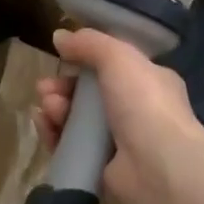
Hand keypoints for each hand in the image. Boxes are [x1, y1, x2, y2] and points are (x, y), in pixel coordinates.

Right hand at [34, 27, 203, 203]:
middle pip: (89, 95)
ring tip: (47, 107)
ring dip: (56, 109)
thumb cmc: (145, 104)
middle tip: (44, 88)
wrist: (159, 167)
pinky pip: (71, 147)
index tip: (62, 58)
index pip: (112, 67)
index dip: (84, 61)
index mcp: (149, 82)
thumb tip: (59, 36)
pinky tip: (44, 125)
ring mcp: (119, 142)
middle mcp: (136, 111)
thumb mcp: (119, 58)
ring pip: (77, 120)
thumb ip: (89, 43)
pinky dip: (54, 135)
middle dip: (63, 87)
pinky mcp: (101, 168)